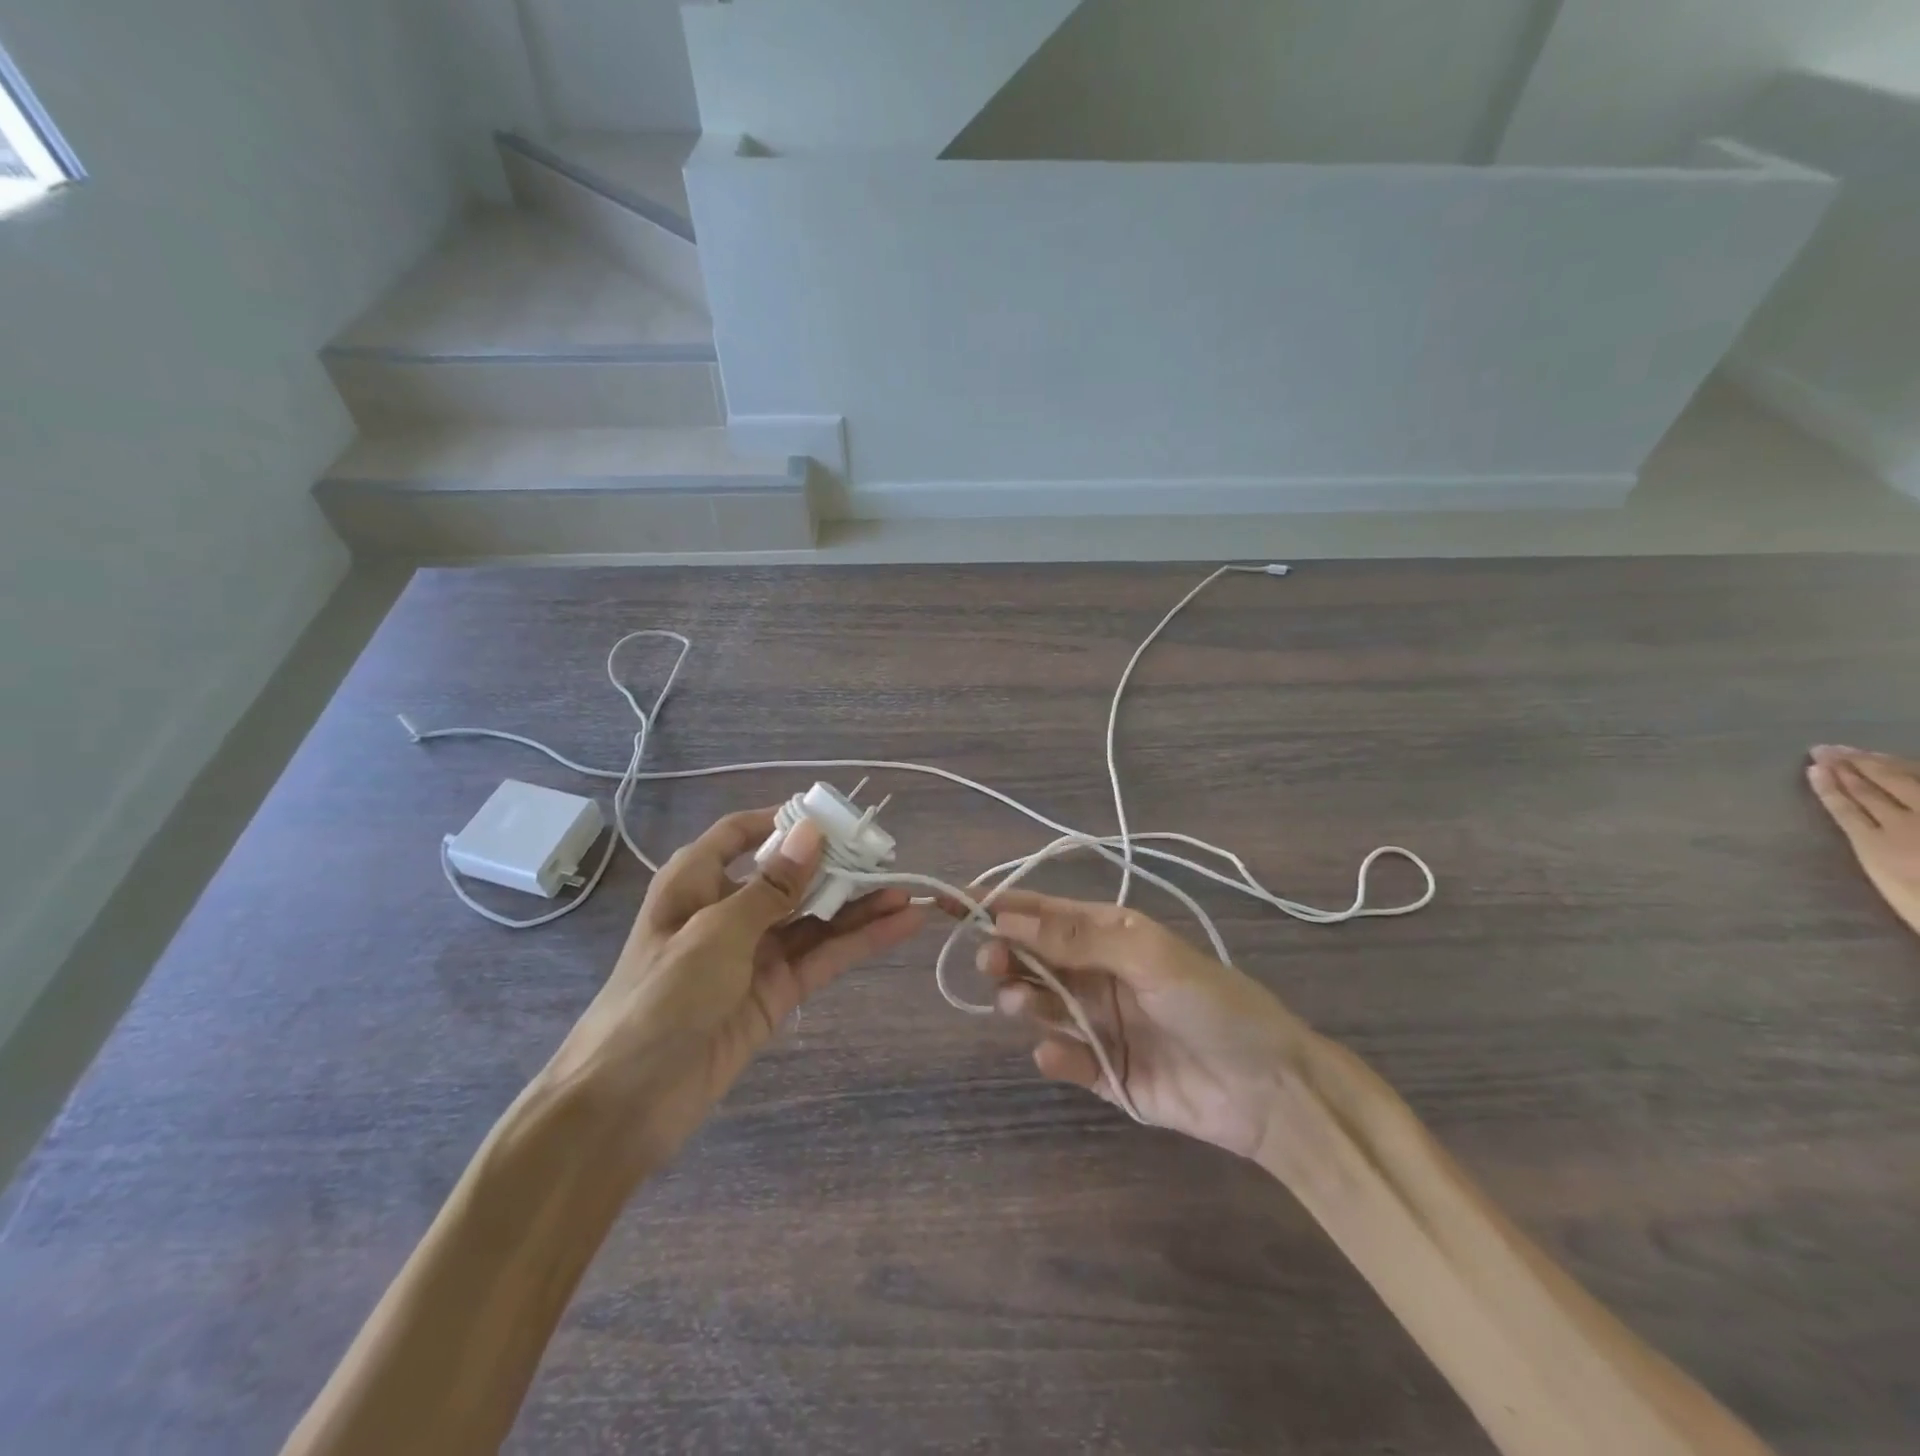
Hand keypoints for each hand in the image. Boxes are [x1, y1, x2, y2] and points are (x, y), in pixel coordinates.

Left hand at [551, 809, 923, 1164]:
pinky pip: (822, 957)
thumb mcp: (715, 932)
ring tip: (908, 890)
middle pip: (791, 876)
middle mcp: (728, 910)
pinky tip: (899, 926)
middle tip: (889, 856)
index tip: (833, 816)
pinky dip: (860, 942)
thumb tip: (812, 832)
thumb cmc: (659, 998)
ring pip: (815, 918)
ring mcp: (755, 953)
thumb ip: (772, 886)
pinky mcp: (776, 992)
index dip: (783, 821)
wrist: (625, 1104)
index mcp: (697, 882)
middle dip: (838, 865)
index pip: (741, 834)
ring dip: (859, 905)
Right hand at [979, 892, 1309, 1158]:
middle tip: (992, 963)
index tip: (950, 902)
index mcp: (1109, 934)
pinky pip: (1063, 1057)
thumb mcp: (1148, 956)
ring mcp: (1098, 1023)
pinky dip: (1053, 1054)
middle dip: (1005, 955)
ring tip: (1021, 1004)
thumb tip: (1008, 918)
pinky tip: (1058, 1055)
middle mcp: (1097, 973)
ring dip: (1022, 999)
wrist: (1270, 1090)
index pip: (1041, 913)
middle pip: (1031, 958)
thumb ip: (1078, 939)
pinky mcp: (1103, 1071)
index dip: (997, 905)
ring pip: (1039, 1004)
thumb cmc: (1212, 1004)